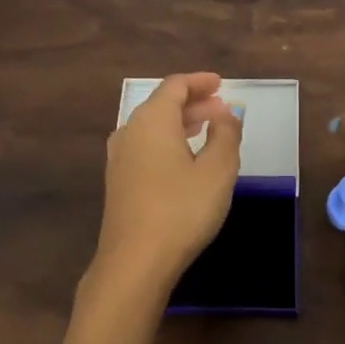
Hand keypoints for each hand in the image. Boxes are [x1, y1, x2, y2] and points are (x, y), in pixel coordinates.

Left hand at [63, 73, 240, 343]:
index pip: (175, 86)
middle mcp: (130, 131)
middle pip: (161, 105)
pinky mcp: (118, 182)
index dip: (200, 82)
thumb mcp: (218, 171)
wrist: (136, 261)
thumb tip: (225, 115)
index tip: (220, 84)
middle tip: (220, 109)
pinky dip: (168, 142)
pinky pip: (145, 147)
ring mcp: (119, 158)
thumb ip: (226, 135)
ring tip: (206, 130)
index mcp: (152, 120)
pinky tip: (184, 159)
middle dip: (193, 104)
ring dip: (180, 124)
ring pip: (152, 128)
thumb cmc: (182, 209)